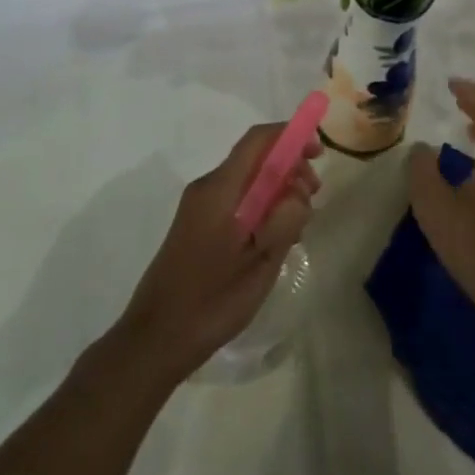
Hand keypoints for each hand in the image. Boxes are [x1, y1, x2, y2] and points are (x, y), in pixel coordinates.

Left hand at [112, 122, 319, 383]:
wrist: (156, 338)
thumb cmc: (212, 300)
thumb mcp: (261, 261)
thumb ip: (284, 218)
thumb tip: (298, 192)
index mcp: (219, 189)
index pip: (258, 140)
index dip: (291, 136)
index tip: (319, 153)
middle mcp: (207, 188)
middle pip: (255, 159)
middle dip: (289, 169)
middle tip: (313, 200)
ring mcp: (199, 208)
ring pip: (248, 183)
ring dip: (277, 193)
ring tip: (296, 229)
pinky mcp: (198, 226)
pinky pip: (237, 202)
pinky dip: (261, 209)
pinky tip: (274, 241)